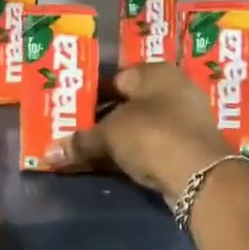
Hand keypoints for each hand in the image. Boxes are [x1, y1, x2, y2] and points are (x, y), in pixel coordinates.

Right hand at [42, 62, 228, 199]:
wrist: (201, 177)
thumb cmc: (152, 136)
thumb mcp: (109, 136)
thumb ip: (80, 141)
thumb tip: (48, 153)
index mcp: (156, 72)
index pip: (116, 77)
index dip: (92, 95)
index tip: (72, 112)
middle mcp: (175, 89)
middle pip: (130, 103)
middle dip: (105, 119)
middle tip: (78, 132)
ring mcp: (187, 119)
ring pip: (143, 126)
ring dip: (121, 139)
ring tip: (92, 152)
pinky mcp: (192, 148)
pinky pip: (155, 145)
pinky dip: (138, 154)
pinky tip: (117, 165)